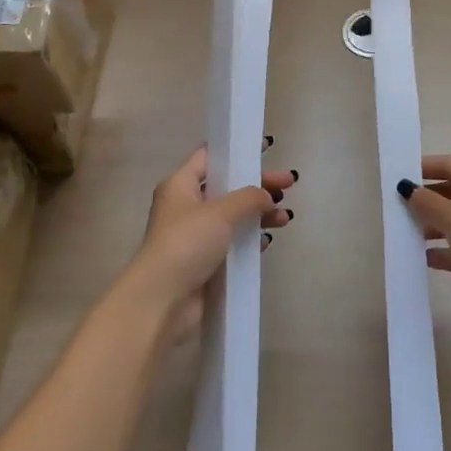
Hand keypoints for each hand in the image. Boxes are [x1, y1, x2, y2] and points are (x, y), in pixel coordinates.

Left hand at [129, 142, 296, 340]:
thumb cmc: (186, 243)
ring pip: (234, 216)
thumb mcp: (220, 212)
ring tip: (285, 218)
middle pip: (228, 187)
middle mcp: (185, 206)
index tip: (267, 150)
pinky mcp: (204, 262)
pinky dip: (250, 239)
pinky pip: (233, 242)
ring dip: (259, 214)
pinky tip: (267, 240)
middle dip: (258, 186)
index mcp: (180, 185)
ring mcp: (195, 235)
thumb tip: (268, 196)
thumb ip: (249, 197)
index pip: (211, 156)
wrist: (161, 301)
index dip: (238, 150)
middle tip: (289, 185)